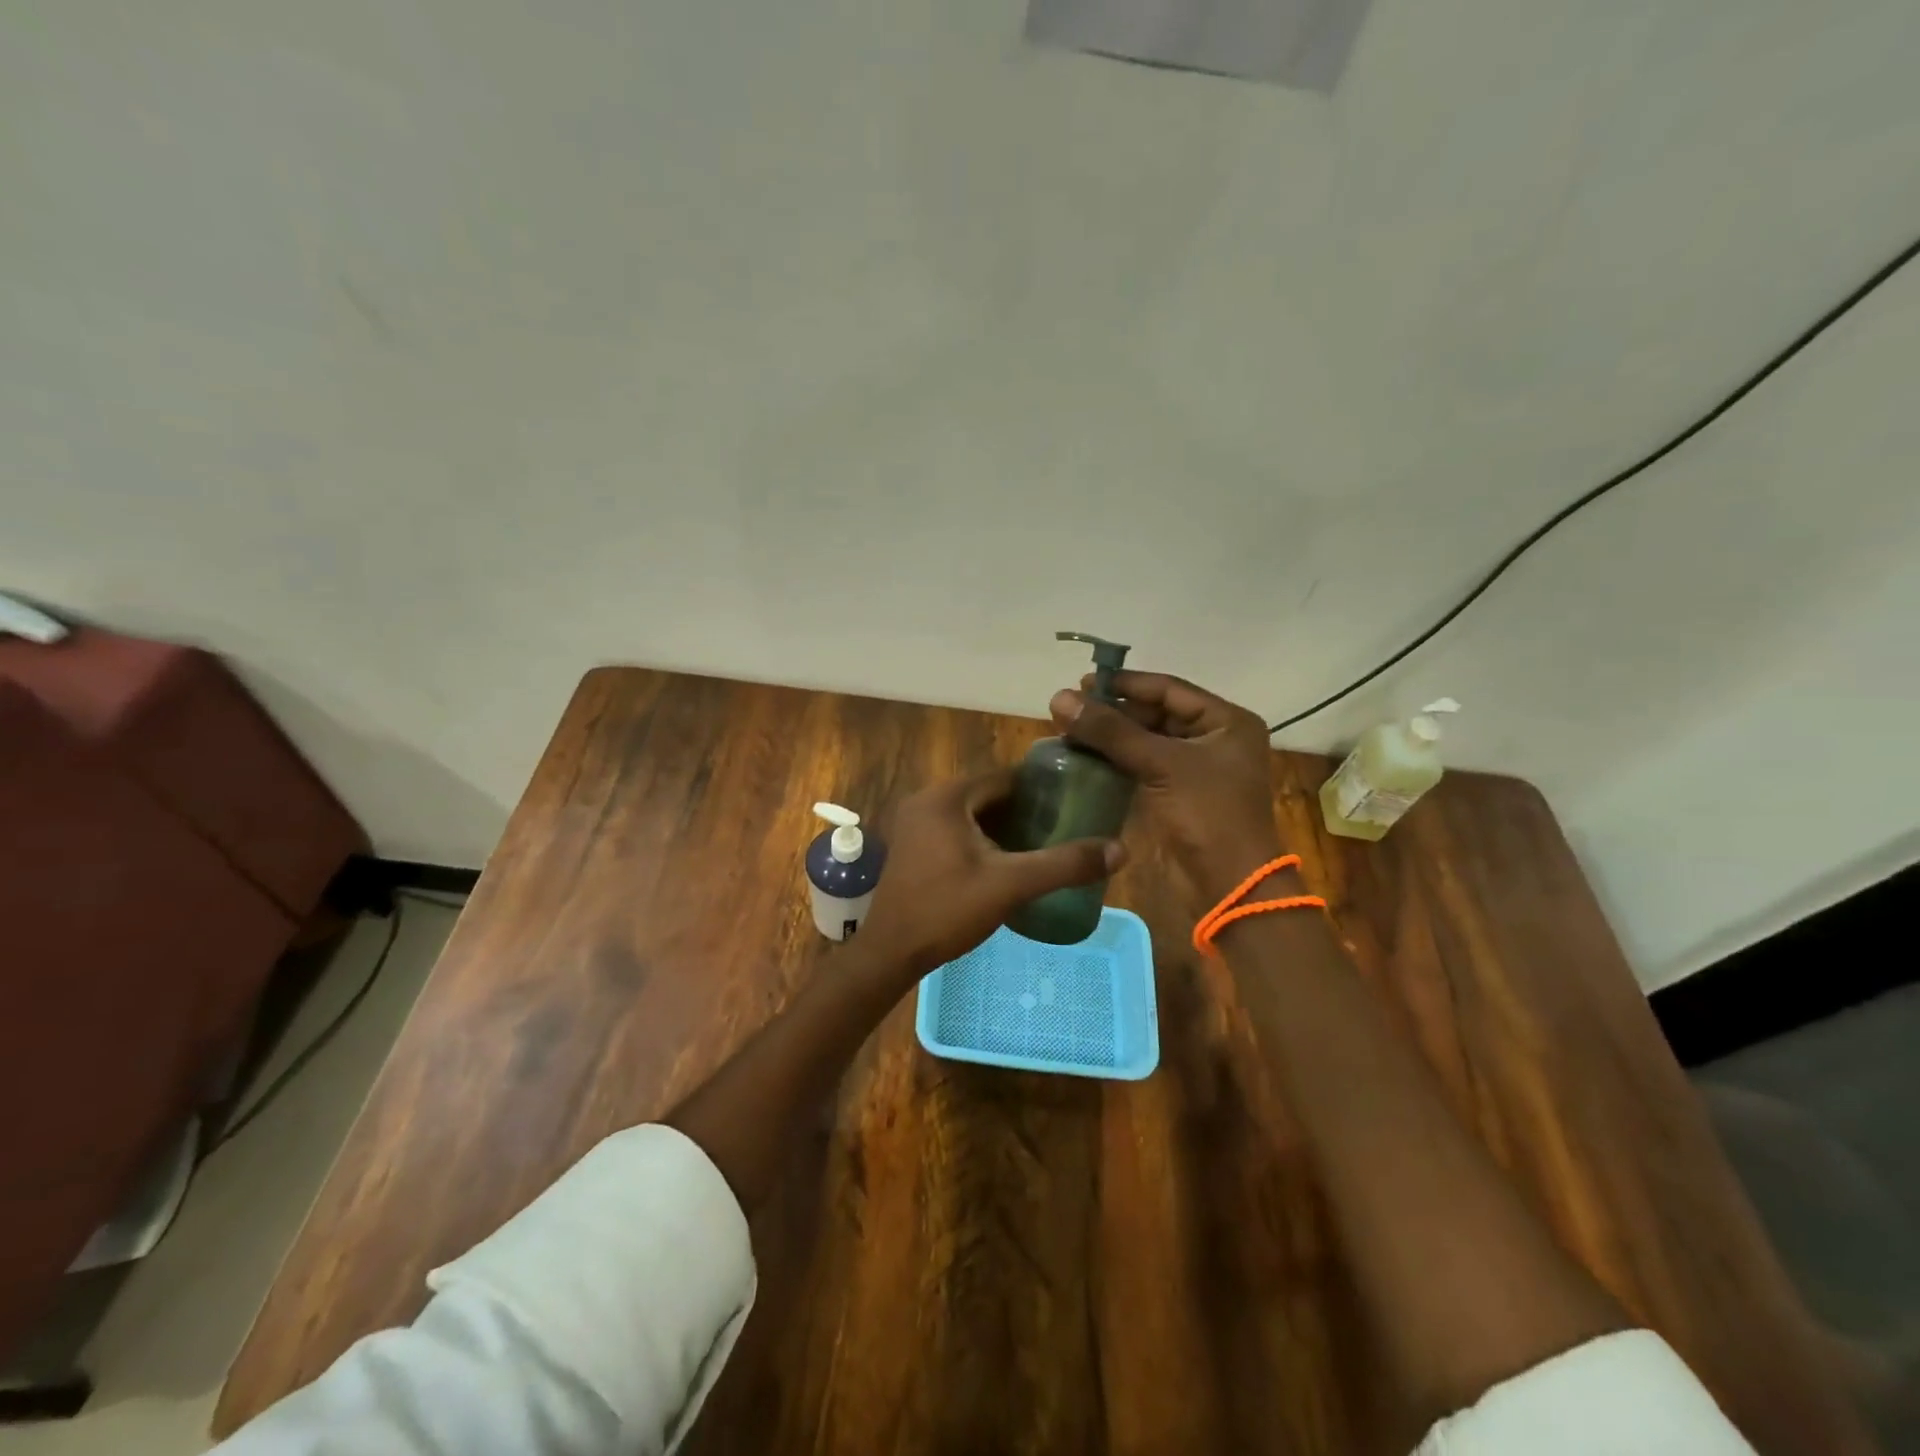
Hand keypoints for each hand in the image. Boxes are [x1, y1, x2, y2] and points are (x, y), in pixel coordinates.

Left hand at [855, 768, 1124, 981]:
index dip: (1042, 789)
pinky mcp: (912, 845)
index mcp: (947, 796)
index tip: (1075, 802)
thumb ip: (1064, 864)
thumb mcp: (1010, 885)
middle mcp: (927, 799)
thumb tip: (1120, 849)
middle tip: (1064, 827)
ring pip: (973, 813)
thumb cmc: (947, 910)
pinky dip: (982, 838)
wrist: (890, 952)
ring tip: (1043, 844)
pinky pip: (956, 829)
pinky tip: (1007, 861)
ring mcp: (915, 823)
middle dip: (1026, 810)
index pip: (1006, 778)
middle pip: (989, 794)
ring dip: (1005, 826)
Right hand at [1050, 671, 1282, 899]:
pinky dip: (1114, 761)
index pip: (1168, 689)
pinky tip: (1083, 758)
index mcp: (1226, 722)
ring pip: (1145, 741)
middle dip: (1113, 712)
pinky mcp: (1176, 796)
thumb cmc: (1206, 814)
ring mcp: (1195, 770)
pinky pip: (1141, 767)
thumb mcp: (1161, 764)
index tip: (1083, 683)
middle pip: (1155, 714)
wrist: (1228, 886)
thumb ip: (1110, 730)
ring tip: (1069, 731)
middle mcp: (1213, 740)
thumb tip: (1059, 698)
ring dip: (1110, 737)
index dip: (1125, 684)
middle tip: (1070, 711)